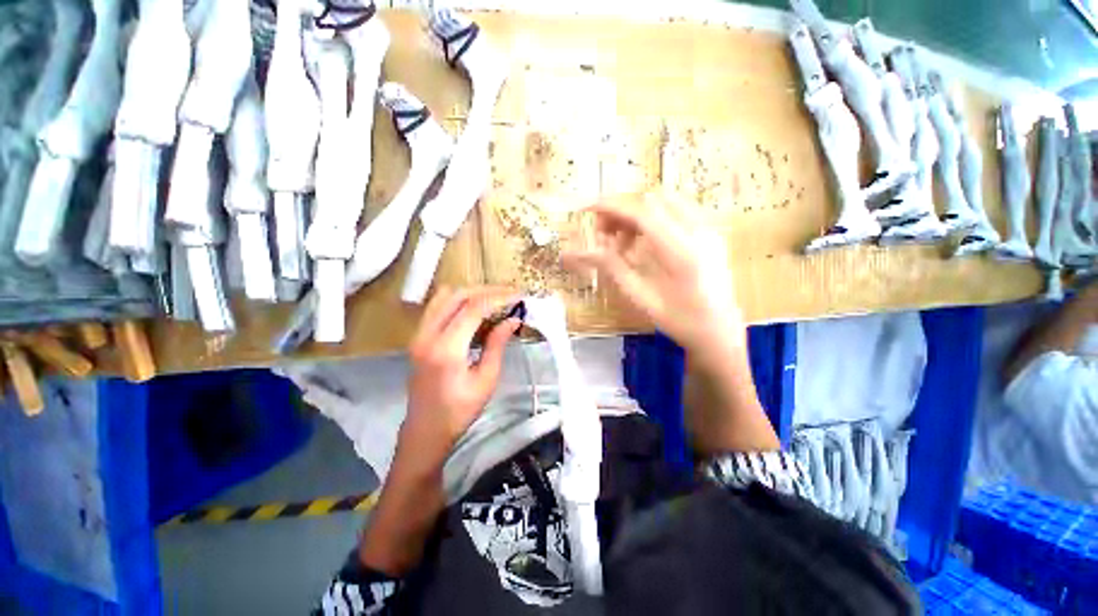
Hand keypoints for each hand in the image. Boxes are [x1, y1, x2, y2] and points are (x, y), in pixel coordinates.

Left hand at [399, 286, 520, 470]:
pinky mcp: (418, 336)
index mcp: (447, 349)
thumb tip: (513, 319)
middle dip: (487, 290)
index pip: (473, 308)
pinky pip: (438, 306)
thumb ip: (497, 344)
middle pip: (458, 295)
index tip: (519, 296)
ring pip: (445, 296)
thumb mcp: (486, 379)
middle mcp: (428, 334)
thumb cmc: (460, 411)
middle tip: (510, 294)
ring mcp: (419, 334)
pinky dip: (459, 300)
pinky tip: (476, 309)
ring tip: (495, 299)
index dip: (498, 297)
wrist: (425, 430)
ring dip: (472, 292)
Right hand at [561, 191, 742, 365]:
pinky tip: (645, 240)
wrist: (720, 332)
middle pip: (654, 200)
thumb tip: (585, 250)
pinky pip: (679, 210)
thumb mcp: (642, 298)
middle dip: (624, 210)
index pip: (642, 214)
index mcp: (681, 253)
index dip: (612, 207)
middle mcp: (700, 232)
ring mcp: (710, 230)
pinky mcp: (712, 233)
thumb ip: (614, 268)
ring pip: (667, 201)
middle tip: (605, 233)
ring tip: (624, 241)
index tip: (589, 208)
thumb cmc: (680, 322)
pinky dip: (655, 217)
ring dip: (639, 213)